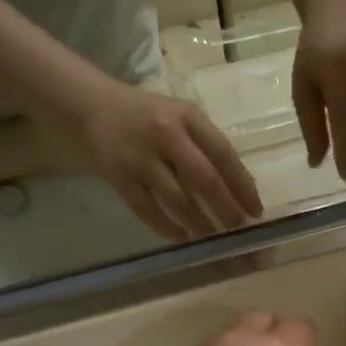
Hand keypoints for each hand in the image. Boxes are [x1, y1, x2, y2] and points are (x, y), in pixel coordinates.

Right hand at [68, 83, 263, 241]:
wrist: (89, 106)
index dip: (243, 186)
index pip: (224, 155)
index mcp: (187, 117)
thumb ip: (204, 145)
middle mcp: (165, 135)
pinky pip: (148, 211)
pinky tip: (183, 238)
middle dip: (226, 209)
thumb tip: (236, 191)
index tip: (256, 210)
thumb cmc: (145, 114)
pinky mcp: (119, 178)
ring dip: (200, 224)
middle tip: (239, 231)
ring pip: (178, 200)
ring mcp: (140, 158)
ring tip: (214, 240)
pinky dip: (168, 228)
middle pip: (204, 179)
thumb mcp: (179, 116)